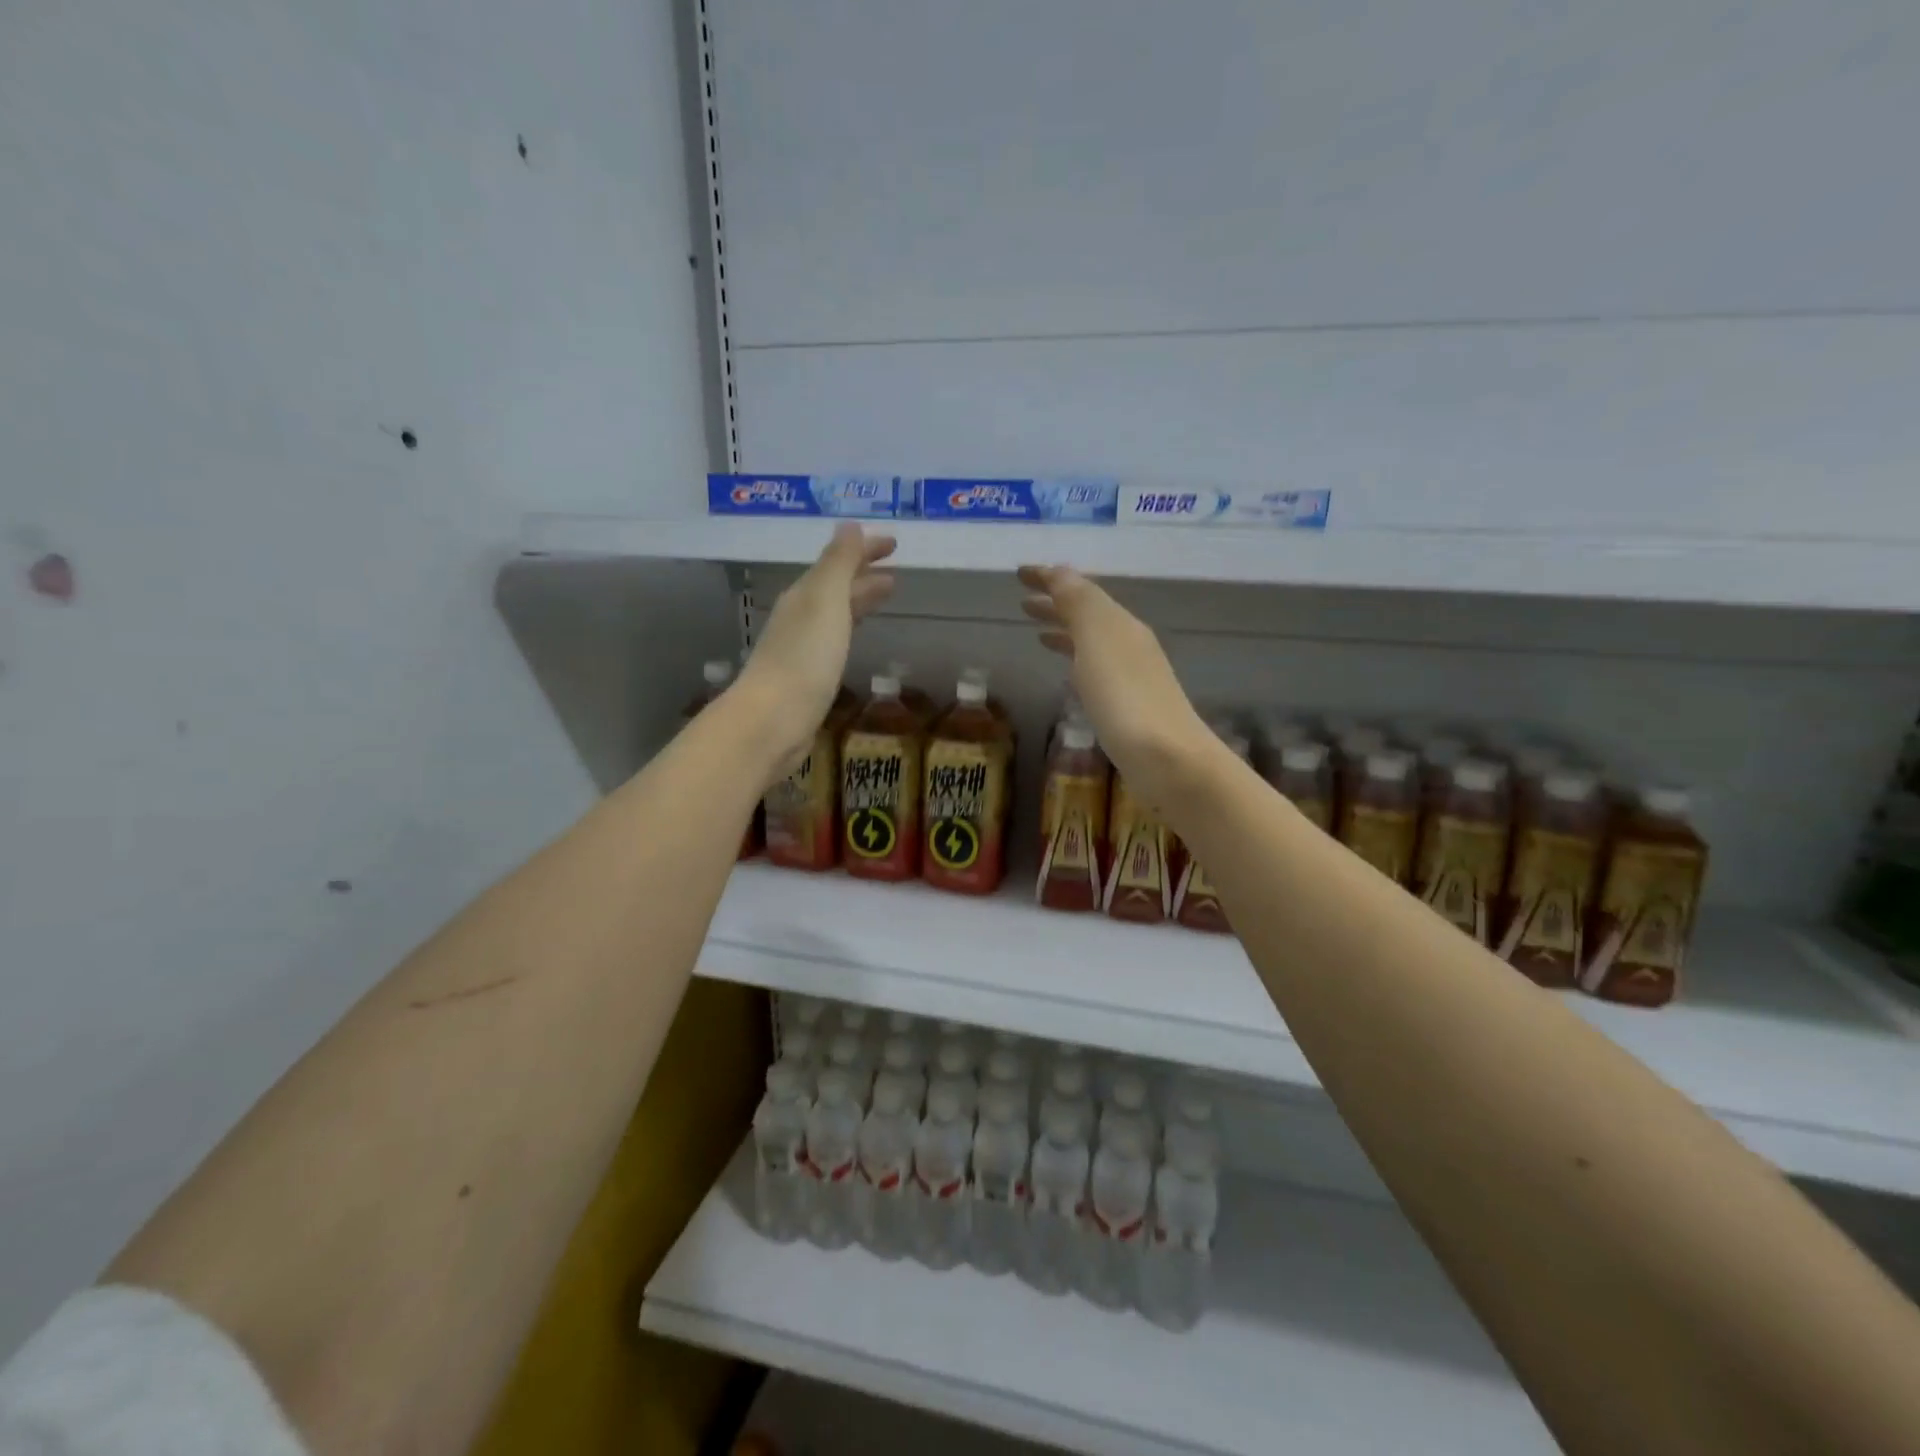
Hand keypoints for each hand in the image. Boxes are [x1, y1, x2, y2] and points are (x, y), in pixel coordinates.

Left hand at [738, 524, 895, 779]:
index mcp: (805, 594)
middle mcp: (800, 616)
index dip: (865, 549)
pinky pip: (834, 639)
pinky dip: (850, 627)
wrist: (773, 720)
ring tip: (885, 596)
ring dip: (859, 599)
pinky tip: (856, 638)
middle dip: (864, 574)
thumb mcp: (826, 601)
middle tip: (895, 571)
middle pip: (835, 586)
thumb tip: (850, 524)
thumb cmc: (804, 658)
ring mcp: (801, 647)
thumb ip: (839, 562)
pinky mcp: (807, 676)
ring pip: (835, 612)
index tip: (895, 543)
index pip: (838, 561)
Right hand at [1018, 564, 1213, 809]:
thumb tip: (1058, 572)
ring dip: (1065, 632)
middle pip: (1088, 615)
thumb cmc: (1124, 698)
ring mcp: (1132, 676)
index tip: (1018, 573)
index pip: (1080, 590)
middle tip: (1022, 604)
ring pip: (1091, 642)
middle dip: (1055, 605)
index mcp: (1120, 623)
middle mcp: (1129, 643)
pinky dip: (1076, 661)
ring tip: (1037, 634)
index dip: (1049, 579)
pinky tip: (1068, 675)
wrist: (1167, 760)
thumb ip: (1078, 603)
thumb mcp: (1097, 640)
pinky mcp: (1129, 707)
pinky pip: (1095, 670)